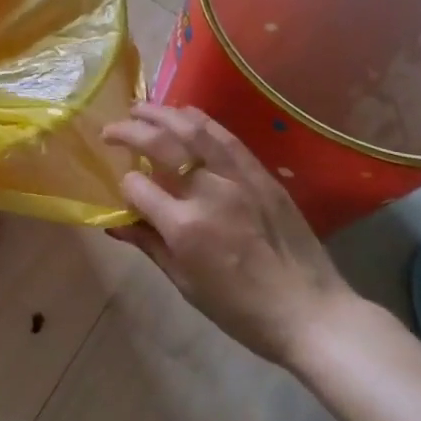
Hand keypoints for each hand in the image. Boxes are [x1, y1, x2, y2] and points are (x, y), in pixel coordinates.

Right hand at [103, 103, 355, 367]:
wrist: (310, 312)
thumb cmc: (241, 310)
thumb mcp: (186, 284)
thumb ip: (149, 245)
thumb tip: (114, 224)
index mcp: (183, 226)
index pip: (136, 186)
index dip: (123, 184)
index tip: (122, 189)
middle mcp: (207, 192)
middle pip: (159, 144)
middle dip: (128, 131)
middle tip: (110, 129)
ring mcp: (237, 177)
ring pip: (192, 129)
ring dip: (161, 113)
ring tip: (140, 108)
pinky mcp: (260, 173)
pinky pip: (224, 136)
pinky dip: (199, 120)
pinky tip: (184, 114)